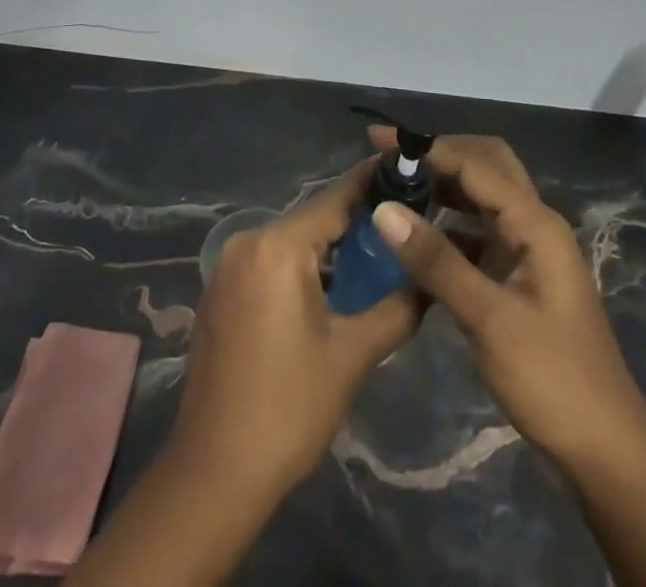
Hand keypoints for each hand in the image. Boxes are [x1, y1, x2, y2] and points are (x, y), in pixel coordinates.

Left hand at [171, 158, 419, 495]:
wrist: (214, 474)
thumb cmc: (288, 408)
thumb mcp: (351, 356)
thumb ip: (396, 309)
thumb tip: (431, 282)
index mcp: (277, 246)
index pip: (335, 199)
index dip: (373, 184)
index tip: (407, 171)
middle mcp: (247, 242)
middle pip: (312, 219)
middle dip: (355, 222)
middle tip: (401, 226)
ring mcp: (227, 266)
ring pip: (291, 242)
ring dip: (328, 249)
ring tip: (374, 258)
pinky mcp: (219, 292)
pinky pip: (269, 262)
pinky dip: (301, 267)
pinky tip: (330, 289)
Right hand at [366, 128, 645, 471]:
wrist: (607, 450)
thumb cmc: (552, 379)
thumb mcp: (489, 319)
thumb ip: (436, 260)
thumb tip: (384, 208)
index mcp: (535, 222)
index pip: (474, 163)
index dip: (426, 147)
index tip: (378, 140)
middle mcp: (535, 223)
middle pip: (487, 165)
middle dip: (441, 154)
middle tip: (393, 160)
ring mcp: (530, 250)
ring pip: (484, 197)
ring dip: (445, 186)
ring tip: (397, 190)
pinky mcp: (520, 275)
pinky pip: (480, 232)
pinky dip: (450, 225)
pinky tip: (419, 240)